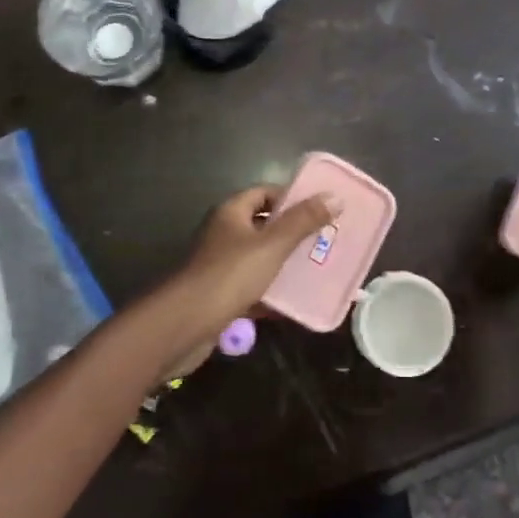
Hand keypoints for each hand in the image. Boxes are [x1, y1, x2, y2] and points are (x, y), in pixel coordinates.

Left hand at [168, 186, 335, 339]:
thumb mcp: (272, 245)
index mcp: (232, 213)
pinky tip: (294, 303)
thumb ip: (302, 222)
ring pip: (259, 258)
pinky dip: (271, 293)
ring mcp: (221, 266)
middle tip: (324, 239)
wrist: (184, 325)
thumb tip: (334, 197)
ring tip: (316, 268)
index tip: (320, 208)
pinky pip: (252, 288)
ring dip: (284, 264)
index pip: (265, 192)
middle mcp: (224, 234)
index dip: (291, 197)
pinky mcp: (221, 295)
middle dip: (293, 233)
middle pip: (264, 226)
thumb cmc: (229, 275)